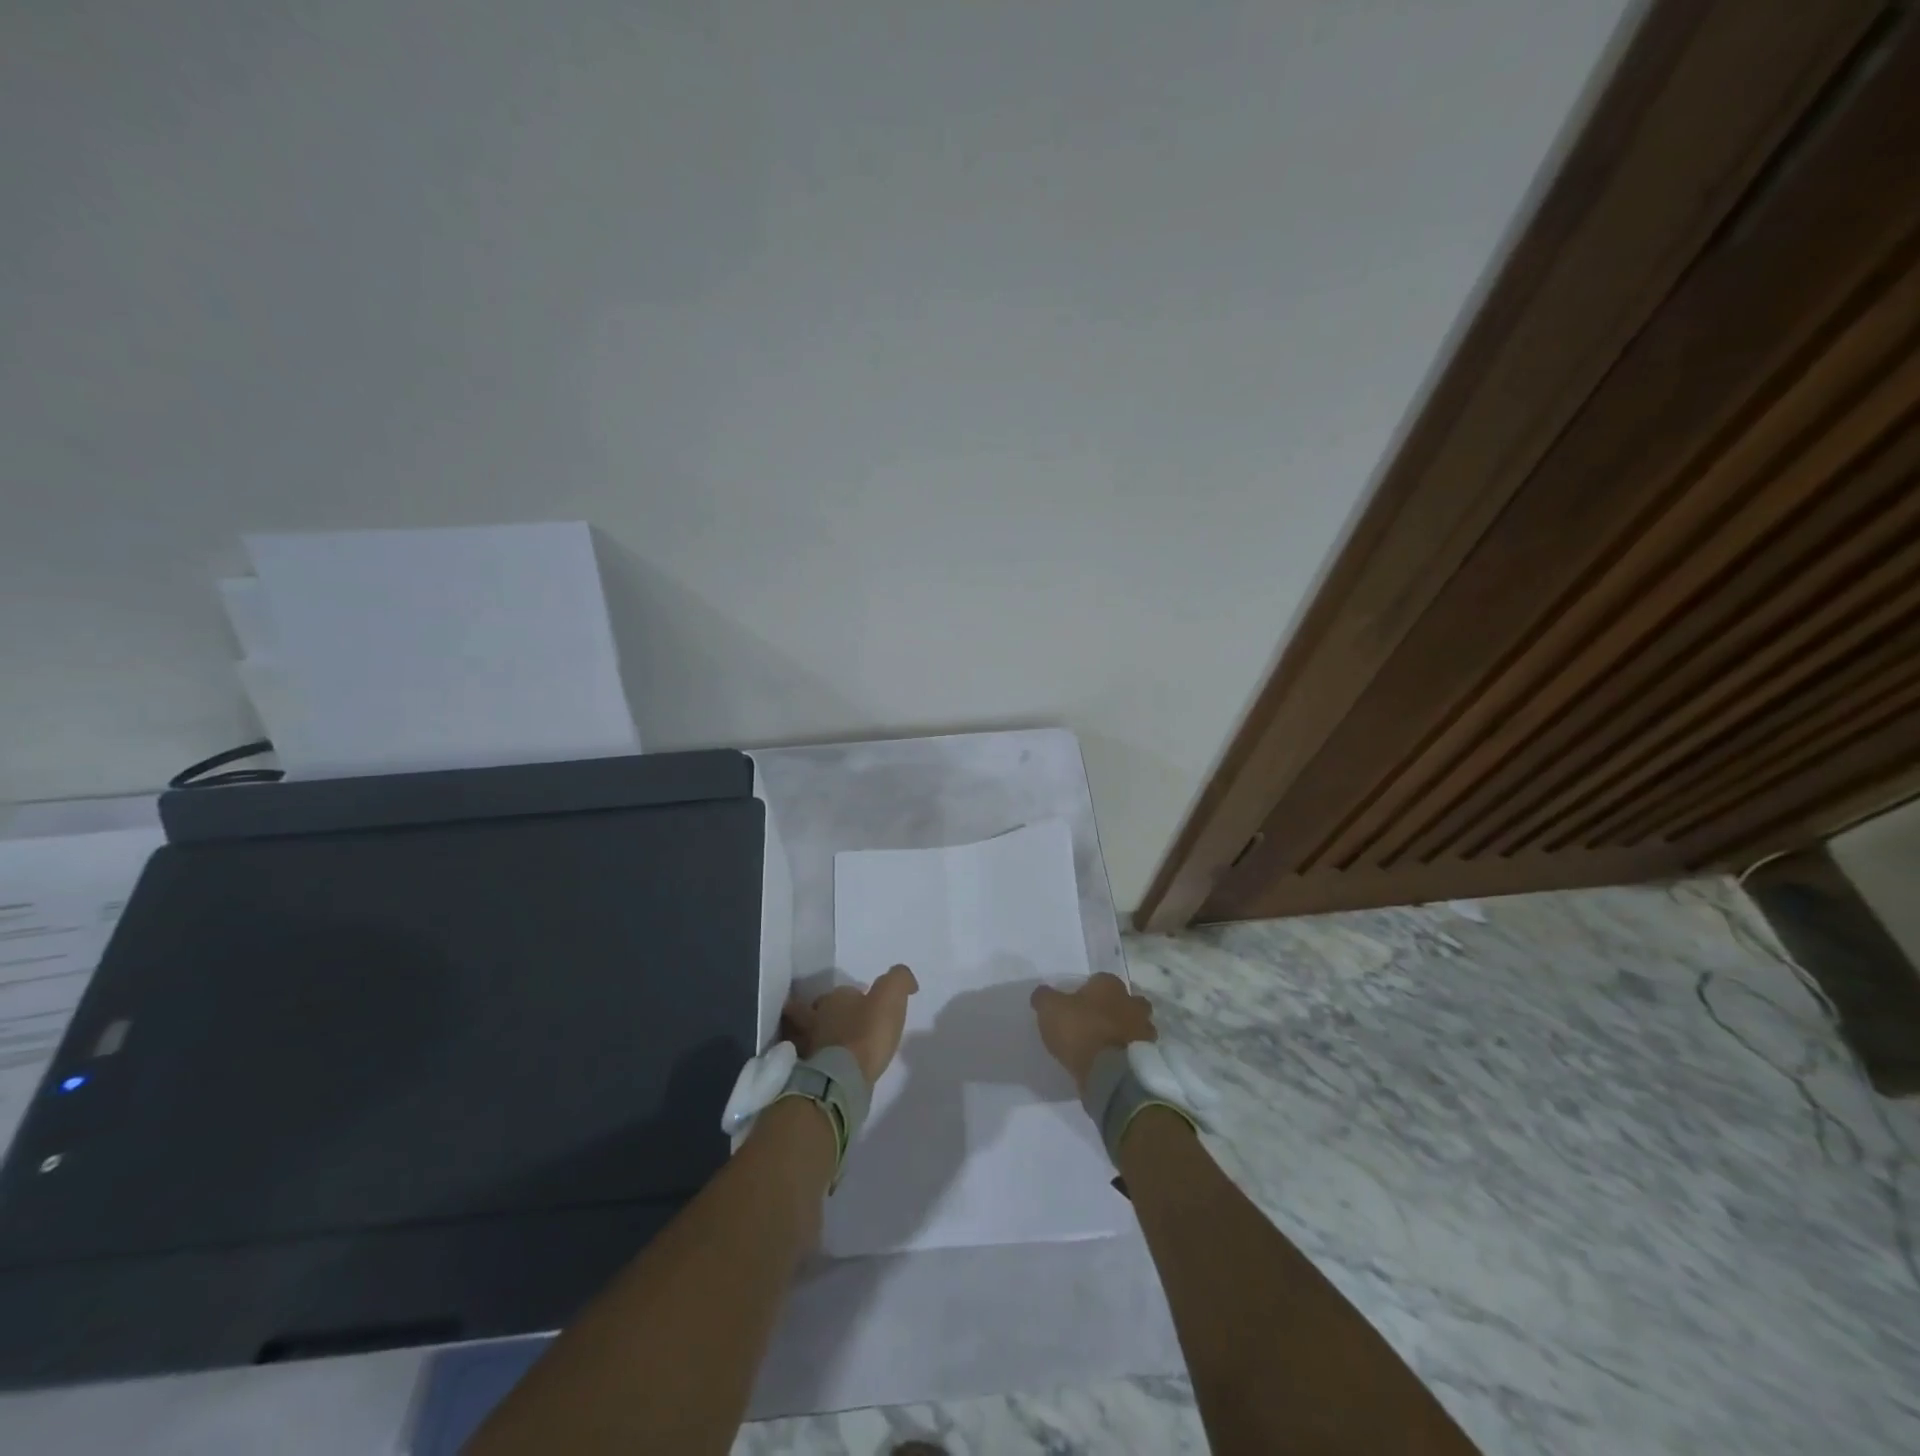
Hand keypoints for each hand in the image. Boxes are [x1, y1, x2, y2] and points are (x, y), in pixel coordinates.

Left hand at [783, 964, 918, 1084]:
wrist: (841, 1079)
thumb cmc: (866, 1034)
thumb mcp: (890, 997)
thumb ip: (899, 980)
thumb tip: (907, 981)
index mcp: (835, 997)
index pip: (846, 992)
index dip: (858, 997)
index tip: (870, 1007)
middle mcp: (816, 1016)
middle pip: (822, 1009)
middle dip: (829, 1012)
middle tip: (845, 1022)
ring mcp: (809, 1044)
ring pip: (810, 1032)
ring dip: (817, 1034)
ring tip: (832, 1043)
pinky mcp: (807, 1071)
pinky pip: (810, 1058)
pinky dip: (815, 1057)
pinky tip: (826, 1064)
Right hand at [1030, 972, 1157, 1091]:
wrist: (1110, 1074)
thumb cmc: (1080, 1031)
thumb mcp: (1050, 1009)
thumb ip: (1044, 997)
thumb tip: (1042, 993)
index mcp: (1110, 985)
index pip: (1101, 980)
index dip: (1089, 991)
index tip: (1077, 1004)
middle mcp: (1132, 1002)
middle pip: (1127, 1001)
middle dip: (1117, 1008)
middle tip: (1098, 1022)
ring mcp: (1144, 1031)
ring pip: (1137, 1025)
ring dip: (1127, 1032)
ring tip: (1107, 1045)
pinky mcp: (1148, 1057)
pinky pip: (1137, 1050)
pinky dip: (1129, 1053)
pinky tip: (1114, 1062)